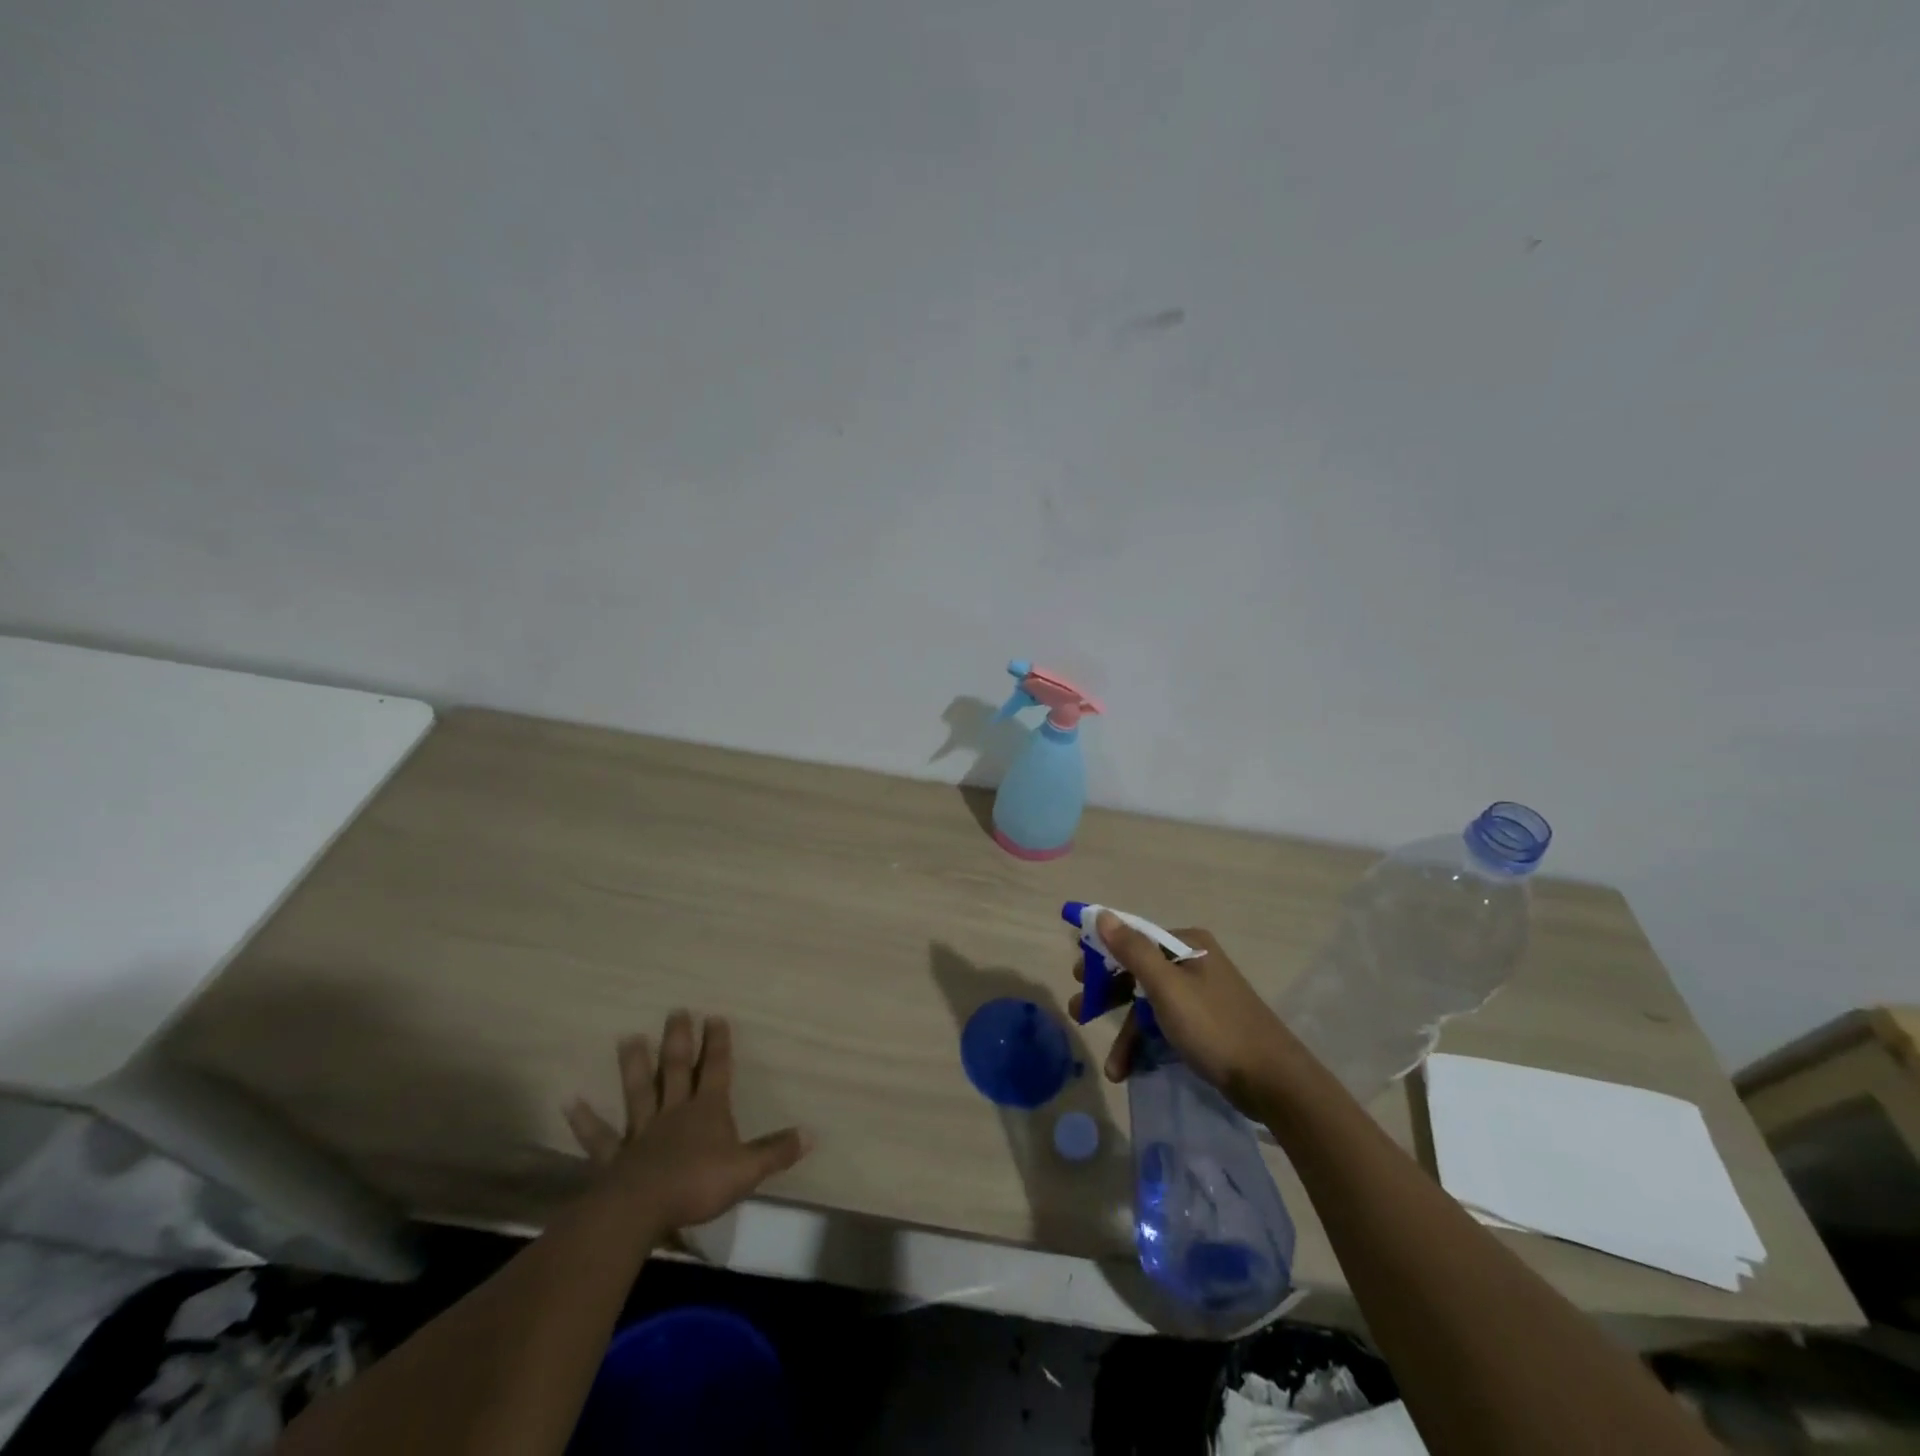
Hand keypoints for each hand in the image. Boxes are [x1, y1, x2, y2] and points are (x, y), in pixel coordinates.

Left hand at [563, 1011, 810, 1231]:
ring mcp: (642, 1132)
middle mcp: (675, 1112)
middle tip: (676, 1010)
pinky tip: (570, 1101)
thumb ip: (776, 1151)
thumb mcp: (747, 1169)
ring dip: (635, 1065)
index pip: (717, 1070)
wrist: (641, 1210)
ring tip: (628, 1037)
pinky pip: (599, 1137)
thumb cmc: (698, 1185)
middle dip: (680, 1040)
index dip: (718, 1045)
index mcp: (708, 1111)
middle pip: (677, 1069)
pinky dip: (586, 1120)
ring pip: (639, 1092)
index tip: (716, 1017)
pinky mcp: (615, 1158)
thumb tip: (811, 1133)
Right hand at [1069, 914, 1299, 1111]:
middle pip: (1138, 972)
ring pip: (1149, 1004)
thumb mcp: (1167, 988)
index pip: (1133, 939)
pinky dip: (1147, 1044)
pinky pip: (1165, 1025)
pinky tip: (1132, 1069)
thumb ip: (1132, 950)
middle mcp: (1194, 963)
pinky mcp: (1206, 1025)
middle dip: (1108, 996)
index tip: (1076, 975)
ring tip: (1111, 1066)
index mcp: (1188, 945)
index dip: (1102, 955)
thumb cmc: (1215, 1028)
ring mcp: (1201, 995)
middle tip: (1079, 1012)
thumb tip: (1101, 914)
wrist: (1274, 1083)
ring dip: (1126, 1033)